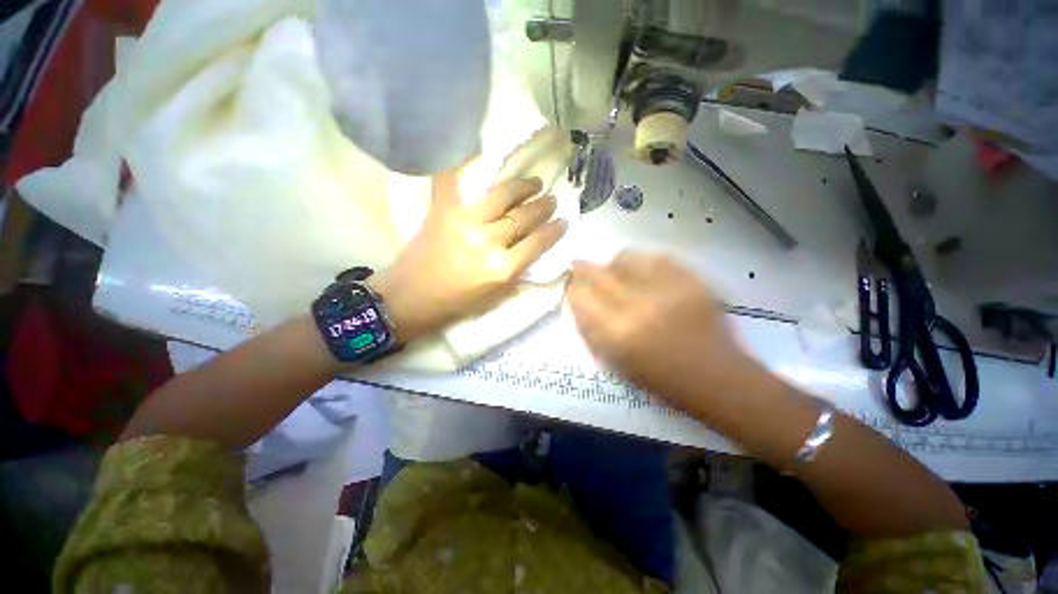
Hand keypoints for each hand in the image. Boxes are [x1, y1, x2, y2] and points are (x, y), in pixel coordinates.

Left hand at [373, 170, 567, 343]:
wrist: (411, 298)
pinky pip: (453, 179)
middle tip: (550, 199)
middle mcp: (487, 241)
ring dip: (522, 186)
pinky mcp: (442, 210)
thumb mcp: (497, 296)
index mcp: (502, 268)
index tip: (563, 220)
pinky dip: (461, 162)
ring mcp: (464, 221)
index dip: (554, 229)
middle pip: (524, 217)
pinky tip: (475, 150)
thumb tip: (536, 249)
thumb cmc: (457, 303)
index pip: (538, 242)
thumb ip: (518, 272)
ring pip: (502, 195)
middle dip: (542, 206)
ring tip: (533, 182)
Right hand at [568, 251, 757, 409]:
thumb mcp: (615, 360)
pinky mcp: (688, 281)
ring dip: (613, 264)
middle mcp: (635, 306)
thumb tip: (577, 299)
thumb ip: (591, 329)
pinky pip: (655, 258)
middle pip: (597, 274)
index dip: (572, 288)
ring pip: (624, 259)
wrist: (714, 376)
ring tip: (616, 271)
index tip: (571, 285)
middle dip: (583, 268)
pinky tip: (642, 270)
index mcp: (615, 333)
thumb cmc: (659, 378)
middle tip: (579, 265)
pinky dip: (642, 261)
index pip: (579, 297)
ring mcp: (664, 290)